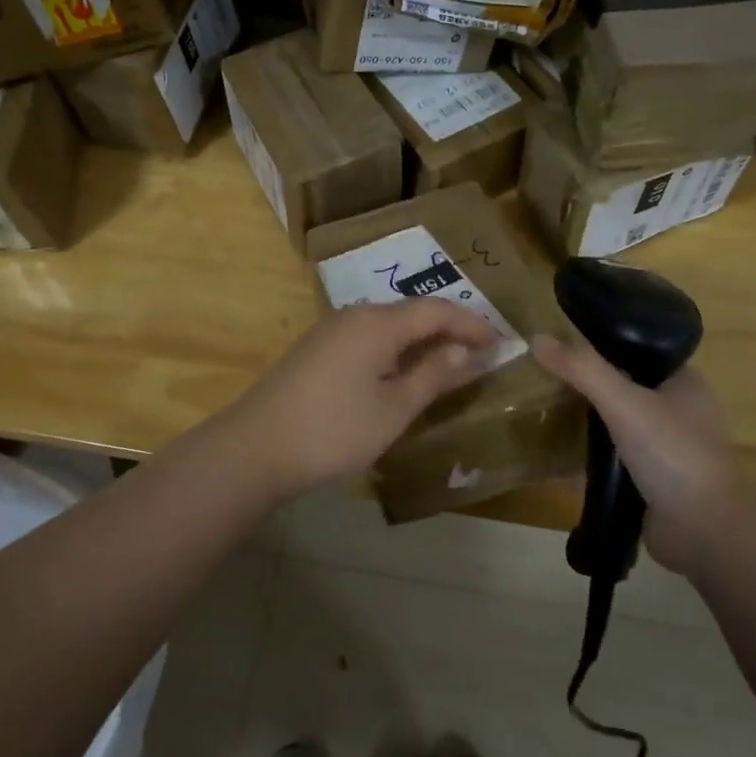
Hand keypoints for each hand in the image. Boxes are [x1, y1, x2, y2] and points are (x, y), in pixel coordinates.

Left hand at [218, 301, 500, 502]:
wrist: (256, 446)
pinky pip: (368, 339)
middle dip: (448, 330)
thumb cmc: (334, 429)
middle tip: (478, 354)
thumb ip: (433, 375)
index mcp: (378, 323)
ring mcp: (331, 331)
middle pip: (411, 313)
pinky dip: (394, 351)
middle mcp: (354, 315)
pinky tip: (400, 375)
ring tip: (446, 366)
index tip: (499, 341)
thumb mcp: (394, 408)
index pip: (436, 310)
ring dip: (420, 342)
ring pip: (388, 326)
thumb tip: (466, 352)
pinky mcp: (316, 350)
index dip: (471, 323)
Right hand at [532, 333, 746, 576]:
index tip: (563, 343)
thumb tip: (538, 338)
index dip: (601, 344)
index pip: (638, 352)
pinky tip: (554, 456)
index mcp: (685, 384)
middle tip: (544, 377)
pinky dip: (588, 459)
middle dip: (586, 386)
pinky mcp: (653, 483)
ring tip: (543, 411)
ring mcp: (667, 450)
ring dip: (585, 423)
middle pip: (623, 388)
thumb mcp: (623, 401)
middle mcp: (679, 413)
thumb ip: (581, 369)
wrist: (704, 531)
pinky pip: (613, 462)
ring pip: (616, 426)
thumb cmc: (672, 453)